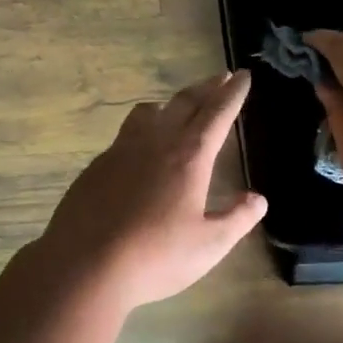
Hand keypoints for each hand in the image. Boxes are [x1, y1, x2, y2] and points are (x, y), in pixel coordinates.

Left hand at [40, 70, 266, 308]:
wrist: (84, 266)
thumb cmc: (156, 256)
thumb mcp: (209, 245)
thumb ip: (237, 219)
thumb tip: (258, 200)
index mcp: (189, 157)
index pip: (217, 114)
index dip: (233, 94)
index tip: (243, 75)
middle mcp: (156, 143)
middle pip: (185, 103)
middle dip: (206, 88)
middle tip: (221, 77)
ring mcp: (121, 151)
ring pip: (148, 112)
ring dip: (169, 104)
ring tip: (177, 107)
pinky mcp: (96, 167)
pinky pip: (124, 135)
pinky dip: (141, 129)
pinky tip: (139, 150)